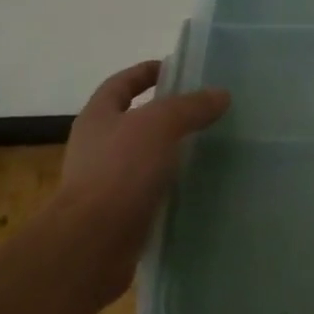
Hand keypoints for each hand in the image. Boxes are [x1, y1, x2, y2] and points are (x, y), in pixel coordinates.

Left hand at [55, 60, 230, 302]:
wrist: (92, 244)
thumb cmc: (120, 170)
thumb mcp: (160, 125)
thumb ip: (191, 106)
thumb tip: (221, 94)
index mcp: (98, 117)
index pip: (121, 83)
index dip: (146, 72)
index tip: (177, 69)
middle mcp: (97, 146)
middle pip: (133, 119)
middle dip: (165, 113)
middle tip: (203, 108)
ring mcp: (106, 182)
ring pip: (144, 156)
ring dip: (171, 150)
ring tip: (208, 145)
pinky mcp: (120, 214)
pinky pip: (150, 189)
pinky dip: (171, 184)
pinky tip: (197, 184)